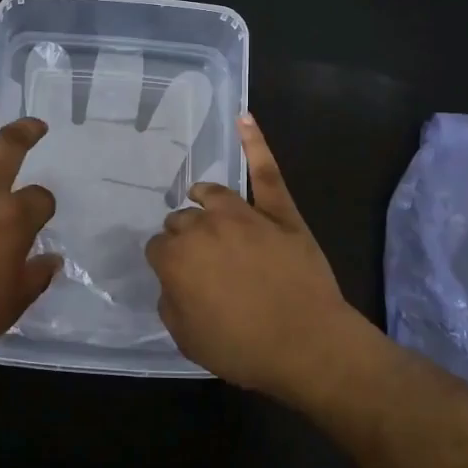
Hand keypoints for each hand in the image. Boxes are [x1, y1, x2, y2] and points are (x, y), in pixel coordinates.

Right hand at [145, 114, 357, 397]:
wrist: (308, 345)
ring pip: (213, 195)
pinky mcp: (280, 212)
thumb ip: (170, 303)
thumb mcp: (187, 339)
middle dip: (185, 237)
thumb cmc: (244, 349)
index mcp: (176, 258)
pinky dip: (255, 143)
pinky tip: (244, 118)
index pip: (159, 249)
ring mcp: (244, 215)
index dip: (168, 265)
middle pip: (183, 220)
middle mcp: (204, 227)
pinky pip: (266, 172)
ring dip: (203, 200)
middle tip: (201, 262)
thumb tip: (174, 281)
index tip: (178, 279)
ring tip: (202, 201)